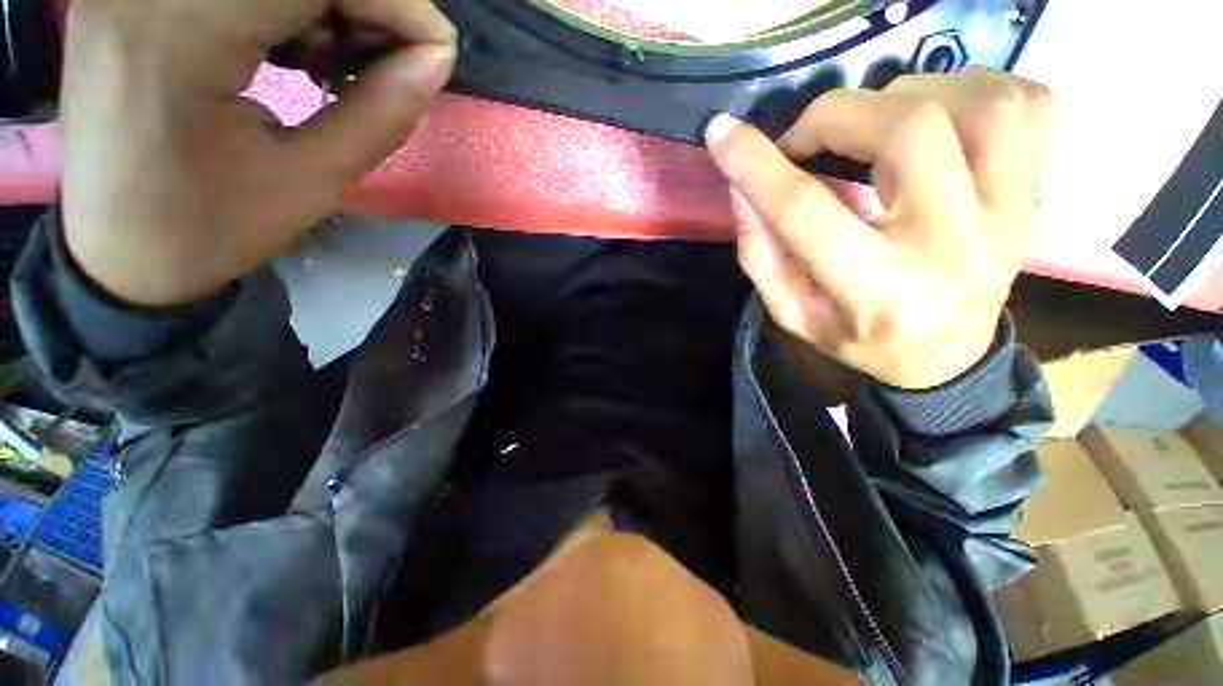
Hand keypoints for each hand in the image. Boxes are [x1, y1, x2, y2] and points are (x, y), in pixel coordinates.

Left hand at [61, 0, 456, 305]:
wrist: (119, 252)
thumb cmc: (213, 229)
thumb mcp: (314, 182)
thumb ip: (381, 113)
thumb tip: (436, 59)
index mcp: (179, 37)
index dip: (391, 0)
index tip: (435, 48)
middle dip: (363, 2)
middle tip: (390, 57)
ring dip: (323, 2)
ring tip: (335, 59)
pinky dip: (282, 2)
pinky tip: (291, 42)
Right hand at [705, 68, 1051, 389]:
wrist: (949, 359)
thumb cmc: (861, 341)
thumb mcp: (794, 314)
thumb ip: (761, 256)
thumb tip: (741, 189)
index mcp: (876, 291)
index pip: (807, 212)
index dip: (757, 166)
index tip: (722, 134)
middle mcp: (952, 247)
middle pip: (908, 133)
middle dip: (837, 116)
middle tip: (808, 137)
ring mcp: (1010, 215)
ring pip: (978, 104)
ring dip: (907, 95)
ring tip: (871, 124)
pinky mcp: (1035, 193)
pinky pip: (1026, 105)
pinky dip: (974, 88)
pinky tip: (938, 114)